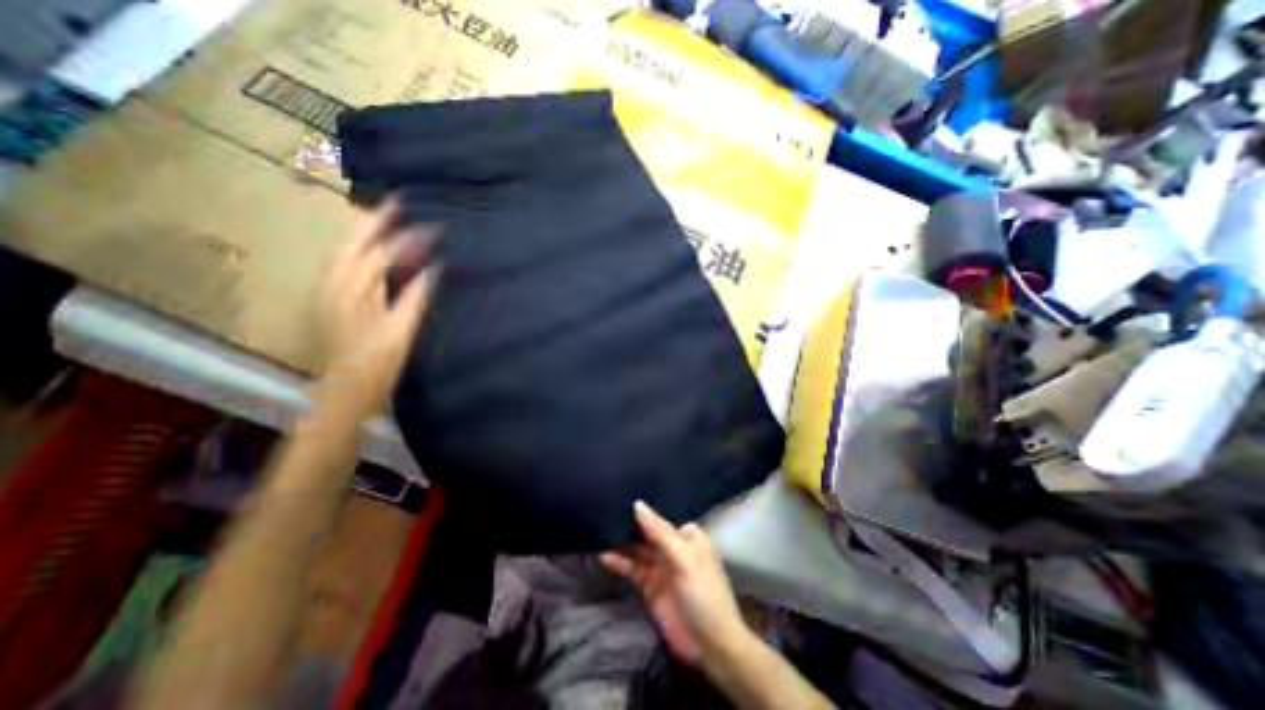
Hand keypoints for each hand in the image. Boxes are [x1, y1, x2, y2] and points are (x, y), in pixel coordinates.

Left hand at [311, 201, 440, 417]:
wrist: (345, 389)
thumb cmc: (377, 363)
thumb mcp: (401, 330)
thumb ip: (415, 296)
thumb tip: (433, 268)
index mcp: (354, 290)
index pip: (383, 253)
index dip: (409, 238)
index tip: (434, 227)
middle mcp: (335, 282)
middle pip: (354, 242)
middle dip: (375, 220)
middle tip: (398, 201)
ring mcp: (329, 289)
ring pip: (345, 250)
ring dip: (365, 231)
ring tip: (385, 217)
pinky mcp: (331, 298)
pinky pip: (345, 263)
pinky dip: (359, 249)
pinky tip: (371, 247)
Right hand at [601, 500, 748, 665]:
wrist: (709, 644)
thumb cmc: (703, 592)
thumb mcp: (684, 558)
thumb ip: (659, 532)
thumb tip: (637, 504)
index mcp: (687, 535)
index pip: (662, 514)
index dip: (645, 506)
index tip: (623, 490)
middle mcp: (672, 546)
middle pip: (647, 530)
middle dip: (629, 522)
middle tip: (605, 506)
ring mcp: (660, 566)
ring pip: (637, 548)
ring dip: (620, 541)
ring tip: (599, 528)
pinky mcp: (649, 585)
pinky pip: (631, 568)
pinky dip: (618, 562)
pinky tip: (603, 555)